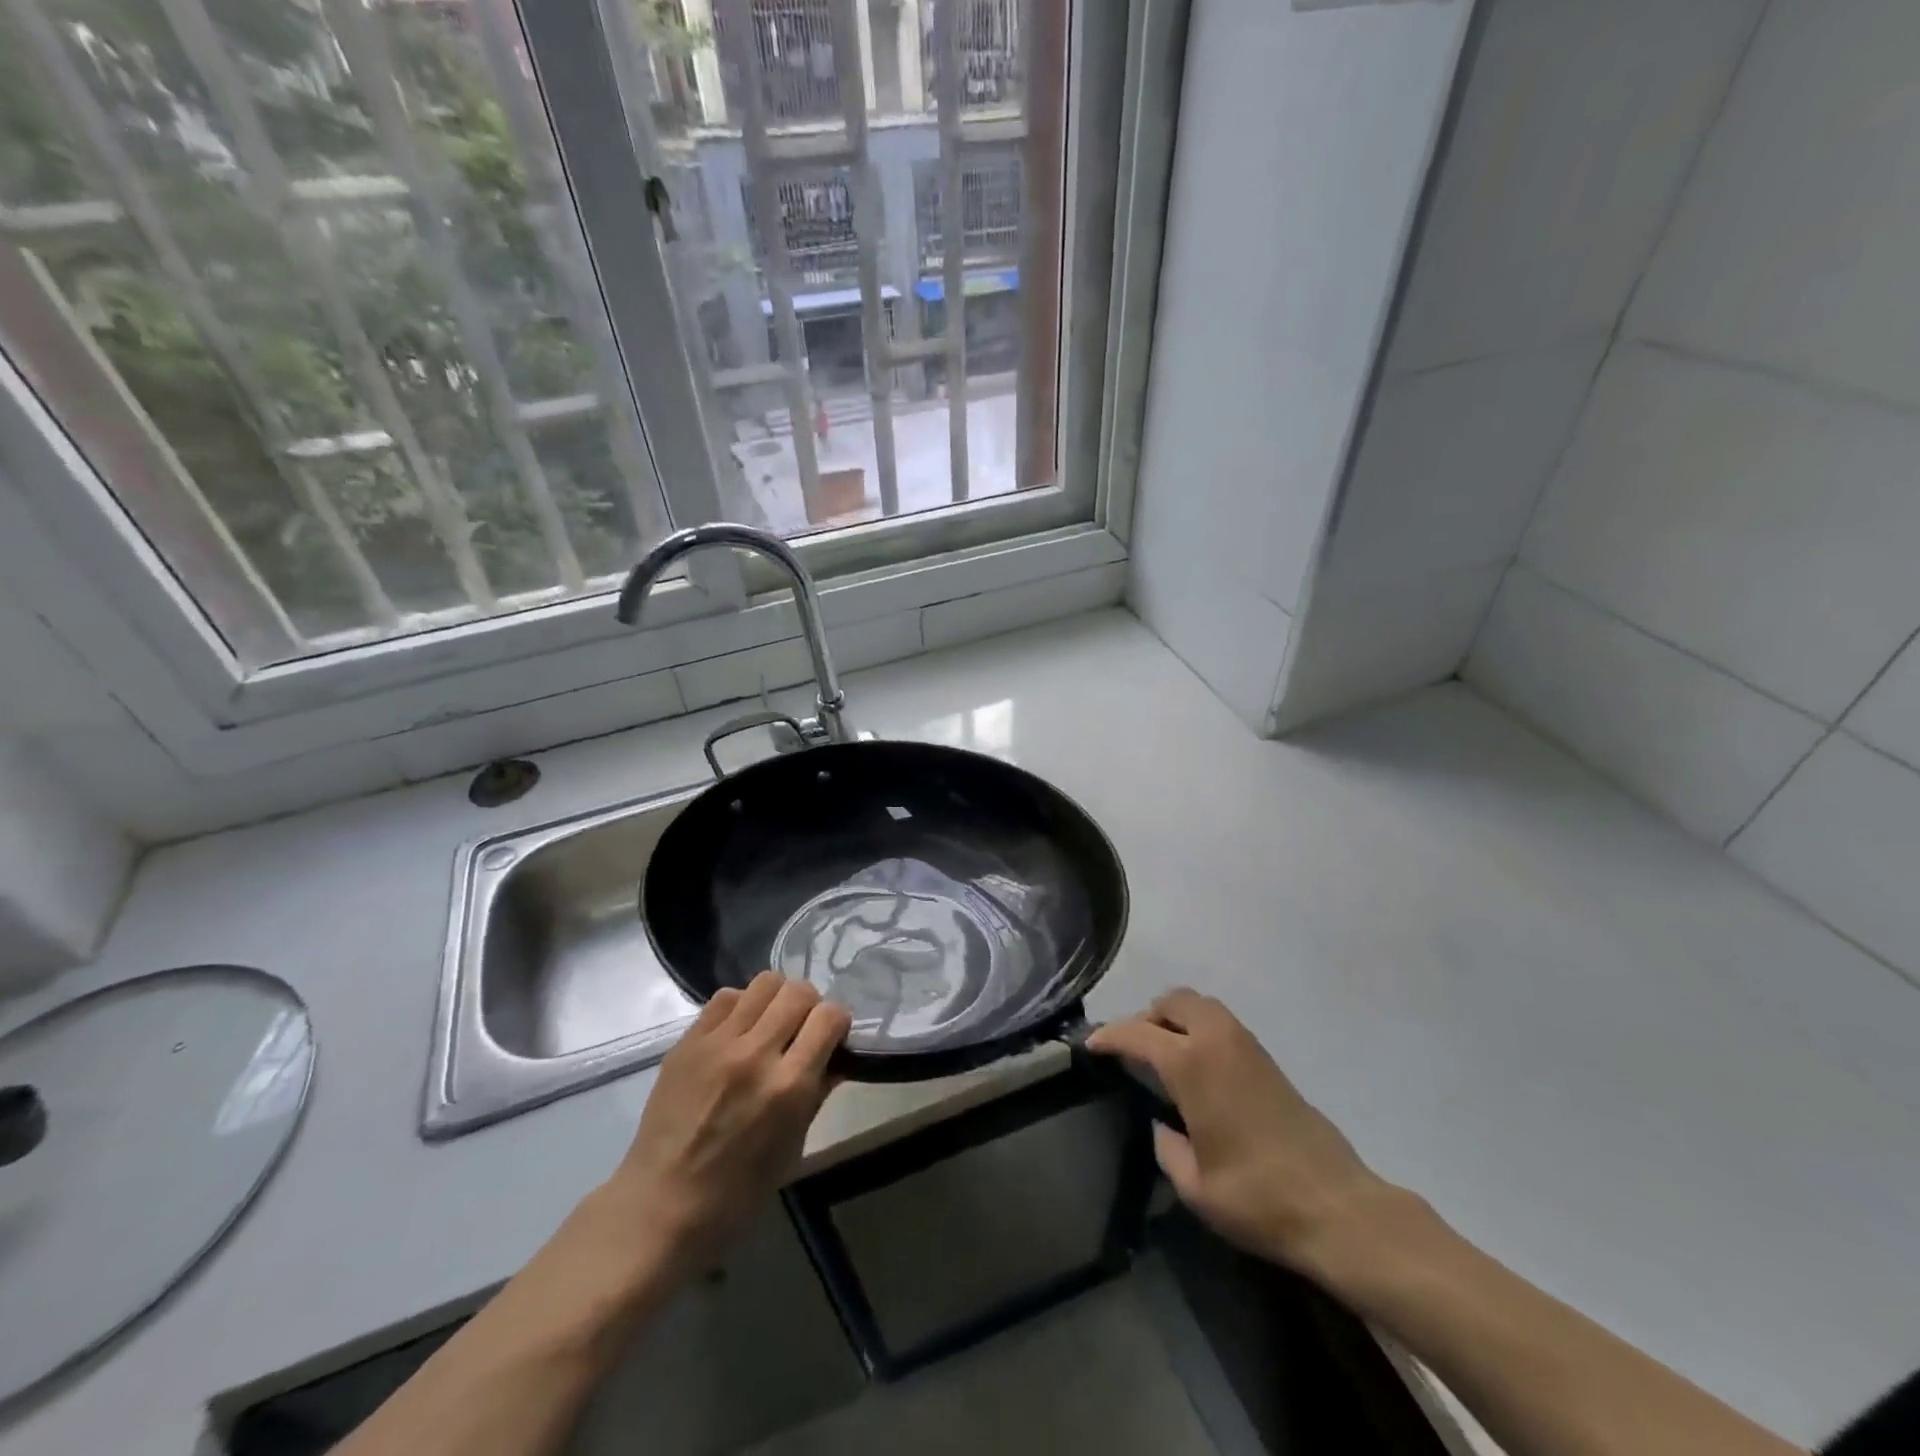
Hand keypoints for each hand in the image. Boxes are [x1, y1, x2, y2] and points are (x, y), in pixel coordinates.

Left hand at [602, 971, 850, 1271]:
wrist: (661, 1204)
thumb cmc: (738, 1191)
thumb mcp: (793, 1147)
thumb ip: (817, 1092)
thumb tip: (838, 1057)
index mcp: (789, 1086)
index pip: (830, 1017)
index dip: (837, 1023)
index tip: (832, 1038)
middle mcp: (756, 1053)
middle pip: (798, 991)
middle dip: (810, 1005)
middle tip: (802, 1029)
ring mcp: (718, 1043)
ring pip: (764, 982)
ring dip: (777, 999)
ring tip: (770, 1024)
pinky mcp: (688, 1040)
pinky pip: (726, 997)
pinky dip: (741, 1005)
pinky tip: (738, 1030)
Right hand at [1088, 989, 1392, 1272]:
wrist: (1337, 1207)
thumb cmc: (1257, 1198)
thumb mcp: (1194, 1185)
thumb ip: (1166, 1147)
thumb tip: (1163, 1126)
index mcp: (1191, 1065)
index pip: (1137, 1033)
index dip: (1109, 1036)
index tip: (1091, 1045)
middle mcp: (1217, 1041)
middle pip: (1173, 1001)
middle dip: (1146, 1016)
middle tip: (1131, 1047)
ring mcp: (1247, 1045)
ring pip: (1201, 1005)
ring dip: (1175, 1018)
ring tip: (1162, 1053)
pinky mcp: (1268, 1059)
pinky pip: (1222, 1023)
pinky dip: (1199, 1028)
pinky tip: (1197, 1066)